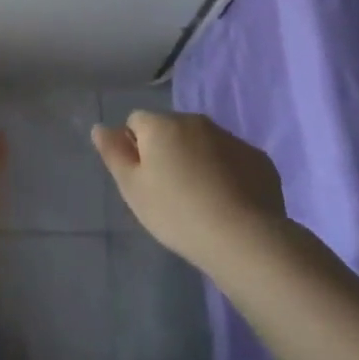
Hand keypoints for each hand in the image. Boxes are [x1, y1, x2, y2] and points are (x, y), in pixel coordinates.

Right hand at [93, 111, 286, 270]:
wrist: (244, 239)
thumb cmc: (177, 213)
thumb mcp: (133, 189)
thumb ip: (113, 154)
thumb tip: (100, 127)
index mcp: (161, 125)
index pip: (136, 121)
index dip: (135, 148)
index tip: (144, 179)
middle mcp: (195, 121)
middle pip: (171, 129)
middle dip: (168, 151)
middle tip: (170, 193)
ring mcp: (230, 138)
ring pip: (204, 143)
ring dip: (198, 160)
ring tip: (202, 201)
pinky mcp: (258, 159)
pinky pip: (233, 159)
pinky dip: (228, 173)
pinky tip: (230, 204)